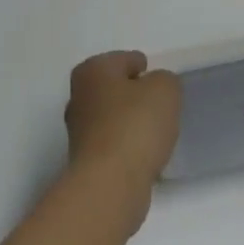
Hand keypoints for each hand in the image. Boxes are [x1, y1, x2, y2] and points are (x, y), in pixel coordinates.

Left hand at [63, 51, 182, 222]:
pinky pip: (112, 145)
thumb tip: (156, 89)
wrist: (110, 184)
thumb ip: (165, 80)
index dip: (143, 67)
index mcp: (93, 71)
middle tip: (158, 105)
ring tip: (155, 132)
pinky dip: (127, 147)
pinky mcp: (85, 163)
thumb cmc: (135, 125)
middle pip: (113, 89)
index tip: (158, 82)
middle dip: (133, 95)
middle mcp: (79, 97)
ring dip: (129, 123)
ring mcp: (78, 132)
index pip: (123, 60)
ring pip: (111, 118)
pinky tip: (144, 155)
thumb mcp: (165, 89)